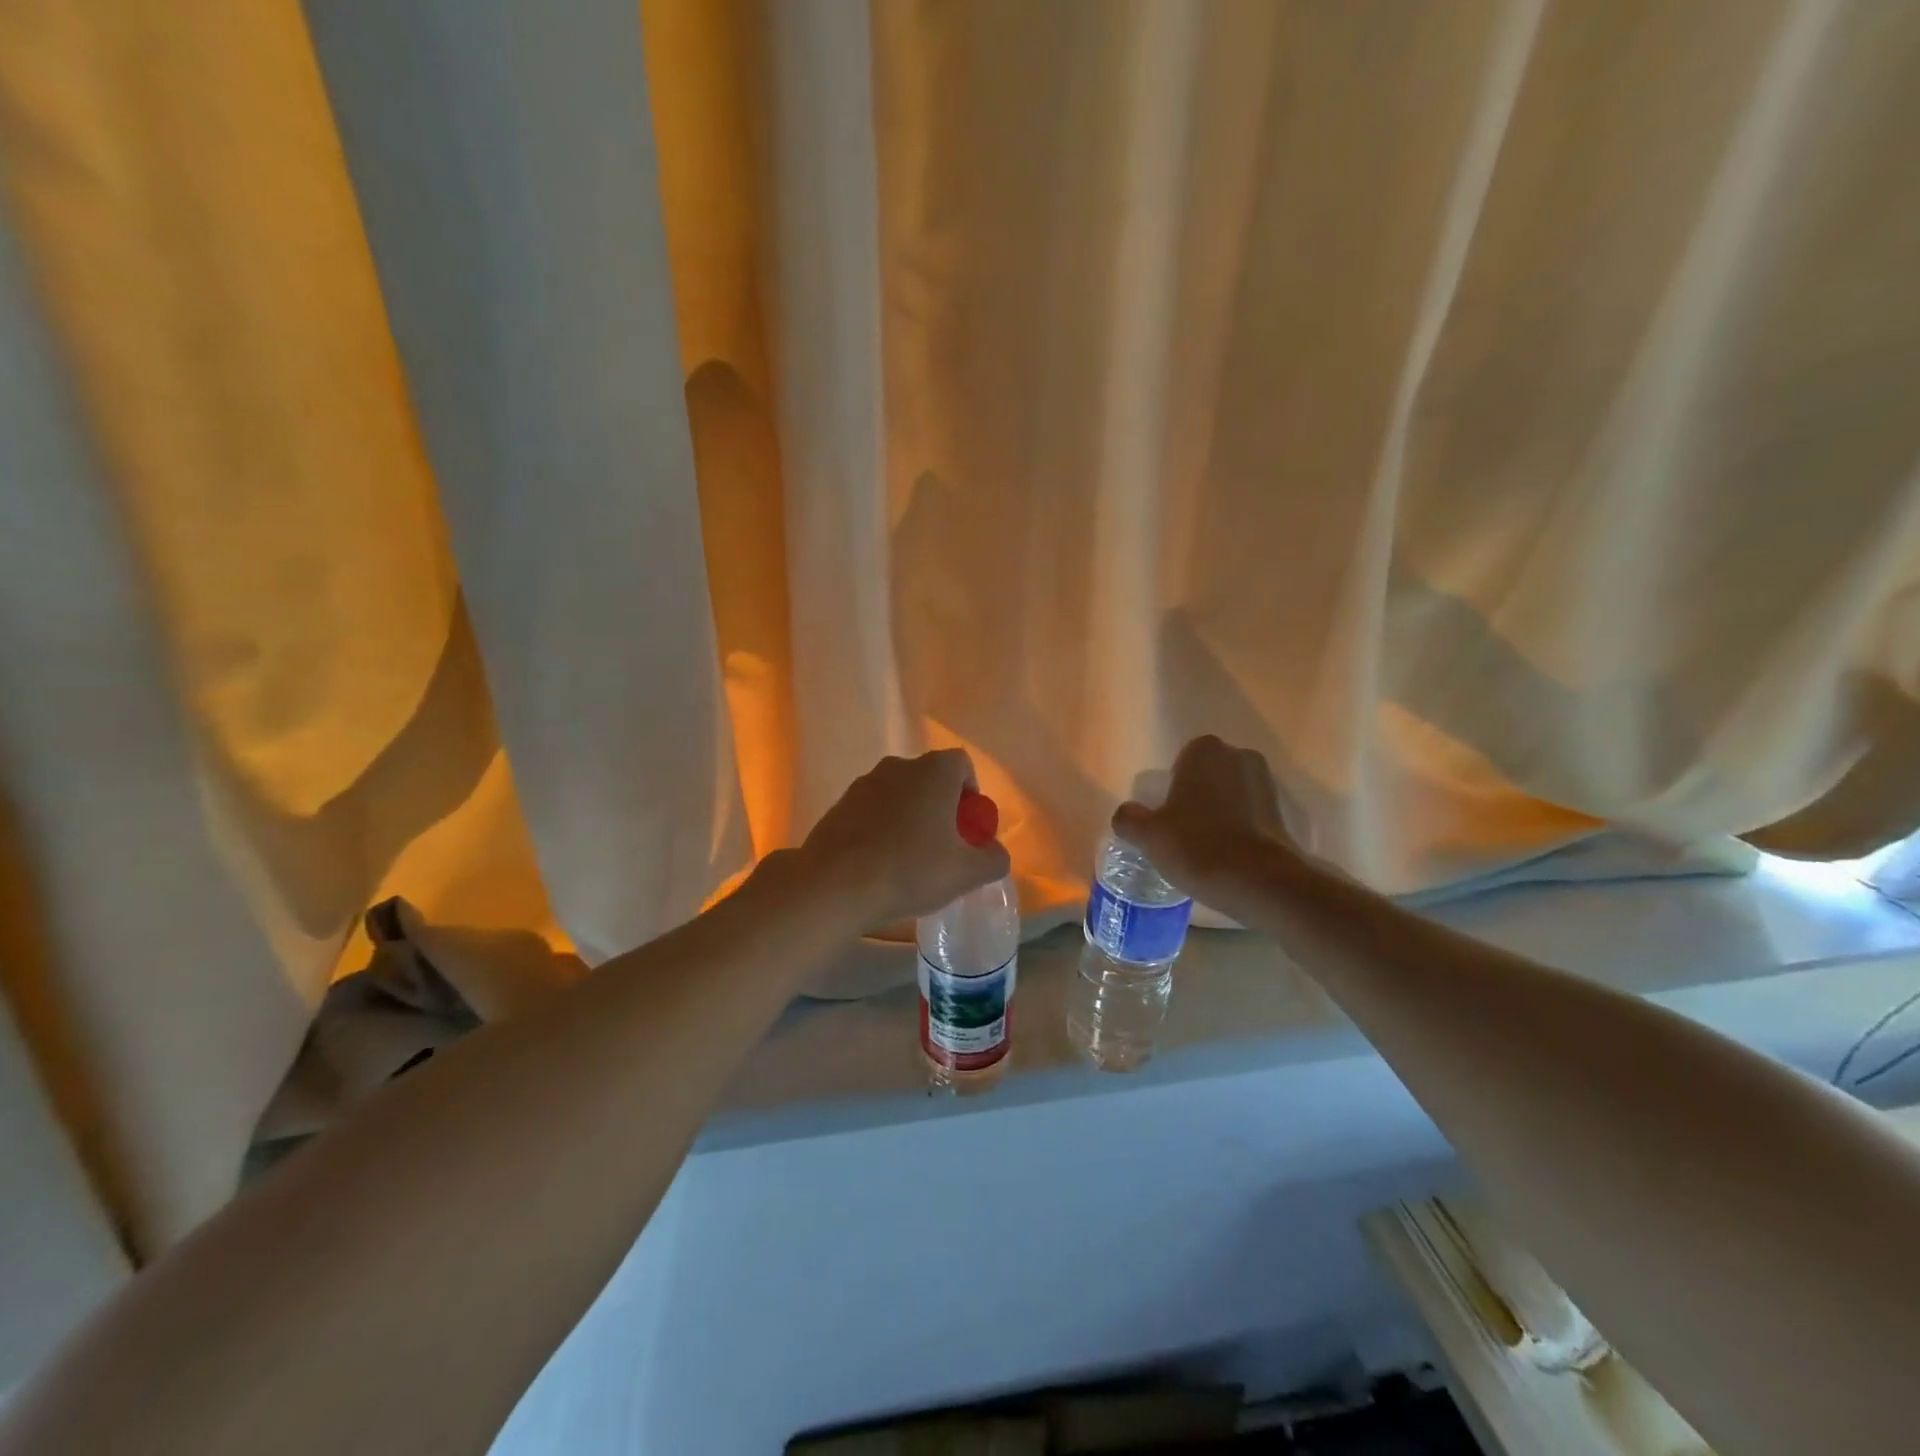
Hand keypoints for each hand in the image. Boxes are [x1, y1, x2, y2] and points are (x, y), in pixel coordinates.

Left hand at [796, 749, 1012, 926]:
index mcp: (933, 771)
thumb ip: (993, 859)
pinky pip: (871, 811)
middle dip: (940, 807)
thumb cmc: (910, 870)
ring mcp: (863, 784)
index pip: (961, 765)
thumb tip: (994, 852)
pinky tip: (878, 864)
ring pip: (898, 795)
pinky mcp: (838, 806)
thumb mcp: (966, 873)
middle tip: (943, 847)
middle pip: (929, 779)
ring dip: (908, 818)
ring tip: (908, 859)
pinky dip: (880, 829)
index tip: (968, 828)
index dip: (970, 794)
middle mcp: (897, 767)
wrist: (834, 885)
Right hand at [1111, 736, 1301, 916]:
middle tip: (1182, 828)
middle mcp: (1238, 756)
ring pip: (1230, 793)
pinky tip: (1227, 854)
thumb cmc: (1198, 846)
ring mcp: (1265, 783)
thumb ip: (1130, 818)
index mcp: (1204, 751)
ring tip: (1205, 844)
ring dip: (1219, 810)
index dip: (1172, 785)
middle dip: (1197, 794)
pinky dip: (1239, 827)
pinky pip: (1250, 813)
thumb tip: (1126, 813)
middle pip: (1208, 774)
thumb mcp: (1149, 835)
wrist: (1260, 882)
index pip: (1181, 759)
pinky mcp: (1282, 813)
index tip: (1167, 813)